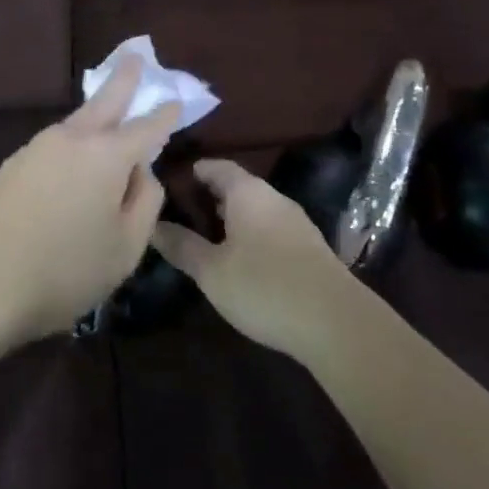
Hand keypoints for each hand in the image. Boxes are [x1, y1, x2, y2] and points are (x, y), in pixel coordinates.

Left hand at [0, 55, 181, 347]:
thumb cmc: (63, 271)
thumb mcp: (126, 248)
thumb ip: (146, 202)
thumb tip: (142, 172)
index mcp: (106, 155)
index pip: (147, 126)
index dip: (165, 113)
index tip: (177, 101)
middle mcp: (71, 139)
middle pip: (105, 101)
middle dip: (125, 77)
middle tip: (136, 56)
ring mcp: (36, 149)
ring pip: (77, 123)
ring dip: (98, 114)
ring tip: (111, 114)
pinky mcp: (12, 166)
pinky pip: (57, 145)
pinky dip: (75, 143)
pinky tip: (75, 163)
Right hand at [152, 160, 356, 359]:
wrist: (335, 322)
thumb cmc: (263, 286)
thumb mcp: (212, 270)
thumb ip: (182, 246)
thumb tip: (153, 225)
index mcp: (248, 192)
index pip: (217, 166)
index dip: (193, 171)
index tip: (169, 182)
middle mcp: (274, 199)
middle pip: (237, 187)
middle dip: (209, 197)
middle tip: (179, 213)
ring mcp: (296, 223)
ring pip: (255, 210)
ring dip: (230, 219)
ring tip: (203, 238)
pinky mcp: (308, 249)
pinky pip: (270, 229)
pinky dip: (249, 235)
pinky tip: (238, 259)